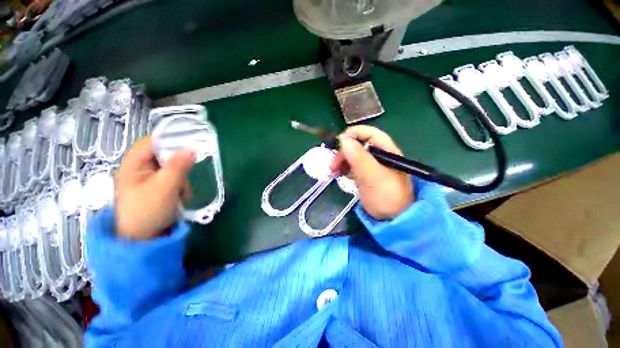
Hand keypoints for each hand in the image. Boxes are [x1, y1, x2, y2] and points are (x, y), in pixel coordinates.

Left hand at [114, 136, 194, 239]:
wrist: (141, 240)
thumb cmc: (148, 211)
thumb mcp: (165, 187)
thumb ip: (178, 166)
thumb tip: (192, 149)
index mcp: (133, 164)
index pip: (153, 141)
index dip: (171, 140)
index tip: (191, 144)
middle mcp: (138, 168)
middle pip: (164, 155)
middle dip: (179, 166)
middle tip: (186, 177)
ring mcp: (146, 179)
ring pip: (171, 168)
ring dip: (181, 179)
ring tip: (183, 194)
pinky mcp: (154, 188)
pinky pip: (171, 179)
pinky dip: (179, 186)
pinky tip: (181, 197)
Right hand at [330, 125, 413, 219]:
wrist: (392, 220)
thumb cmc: (385, 196)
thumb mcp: (372, 176)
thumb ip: (359, 157)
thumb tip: (343, 140)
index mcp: (386, 151)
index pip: (370, 133)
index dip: (353, 134)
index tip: (338, 143)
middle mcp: (378, 156)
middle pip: (358, 145)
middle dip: (343, 152)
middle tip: (332, 164)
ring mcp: (371, 166)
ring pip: (353, 156)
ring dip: (341, 161)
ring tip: (332, 171)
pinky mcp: (365, 176)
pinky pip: (352, 167)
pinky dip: (343, 169)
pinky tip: (337, 174)